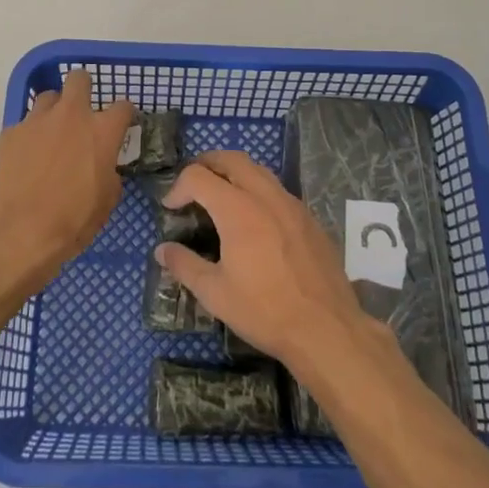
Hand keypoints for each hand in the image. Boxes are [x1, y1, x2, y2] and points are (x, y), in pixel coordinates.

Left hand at [0, 70, 133, 293]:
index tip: (121, 123)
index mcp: (102, 131)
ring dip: (53, 111)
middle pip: (79, 79)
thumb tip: (102, 166)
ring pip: (48, 98)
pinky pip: (24, 125)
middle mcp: (71, 115)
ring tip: (50, 135)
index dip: (124, 114)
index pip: (123, 106)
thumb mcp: (107, 200)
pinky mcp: (10, 133)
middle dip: (83, 88)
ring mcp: (36, 120)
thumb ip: (109, 171)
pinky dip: (28, 137)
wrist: (18, 232)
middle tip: (81, 111)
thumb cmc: (72, 220)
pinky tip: (25, 160)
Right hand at [154, 150, 370, 369]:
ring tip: (220, 196)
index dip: (178, 187)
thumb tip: (162, 250)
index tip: (170, 208)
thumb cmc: (265, 310)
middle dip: (206, 164)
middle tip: (192, 185)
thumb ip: (185, 265)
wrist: (326, 328)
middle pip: (231, 159)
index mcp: (238, 209)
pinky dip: (257, 189)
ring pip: (257, 170)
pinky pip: (277, 189)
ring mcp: (291, 204)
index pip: (199, 176)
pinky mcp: (308, 217)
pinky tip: (254, 219)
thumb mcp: (215, 293)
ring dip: (234, 173)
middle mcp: (265, 195)